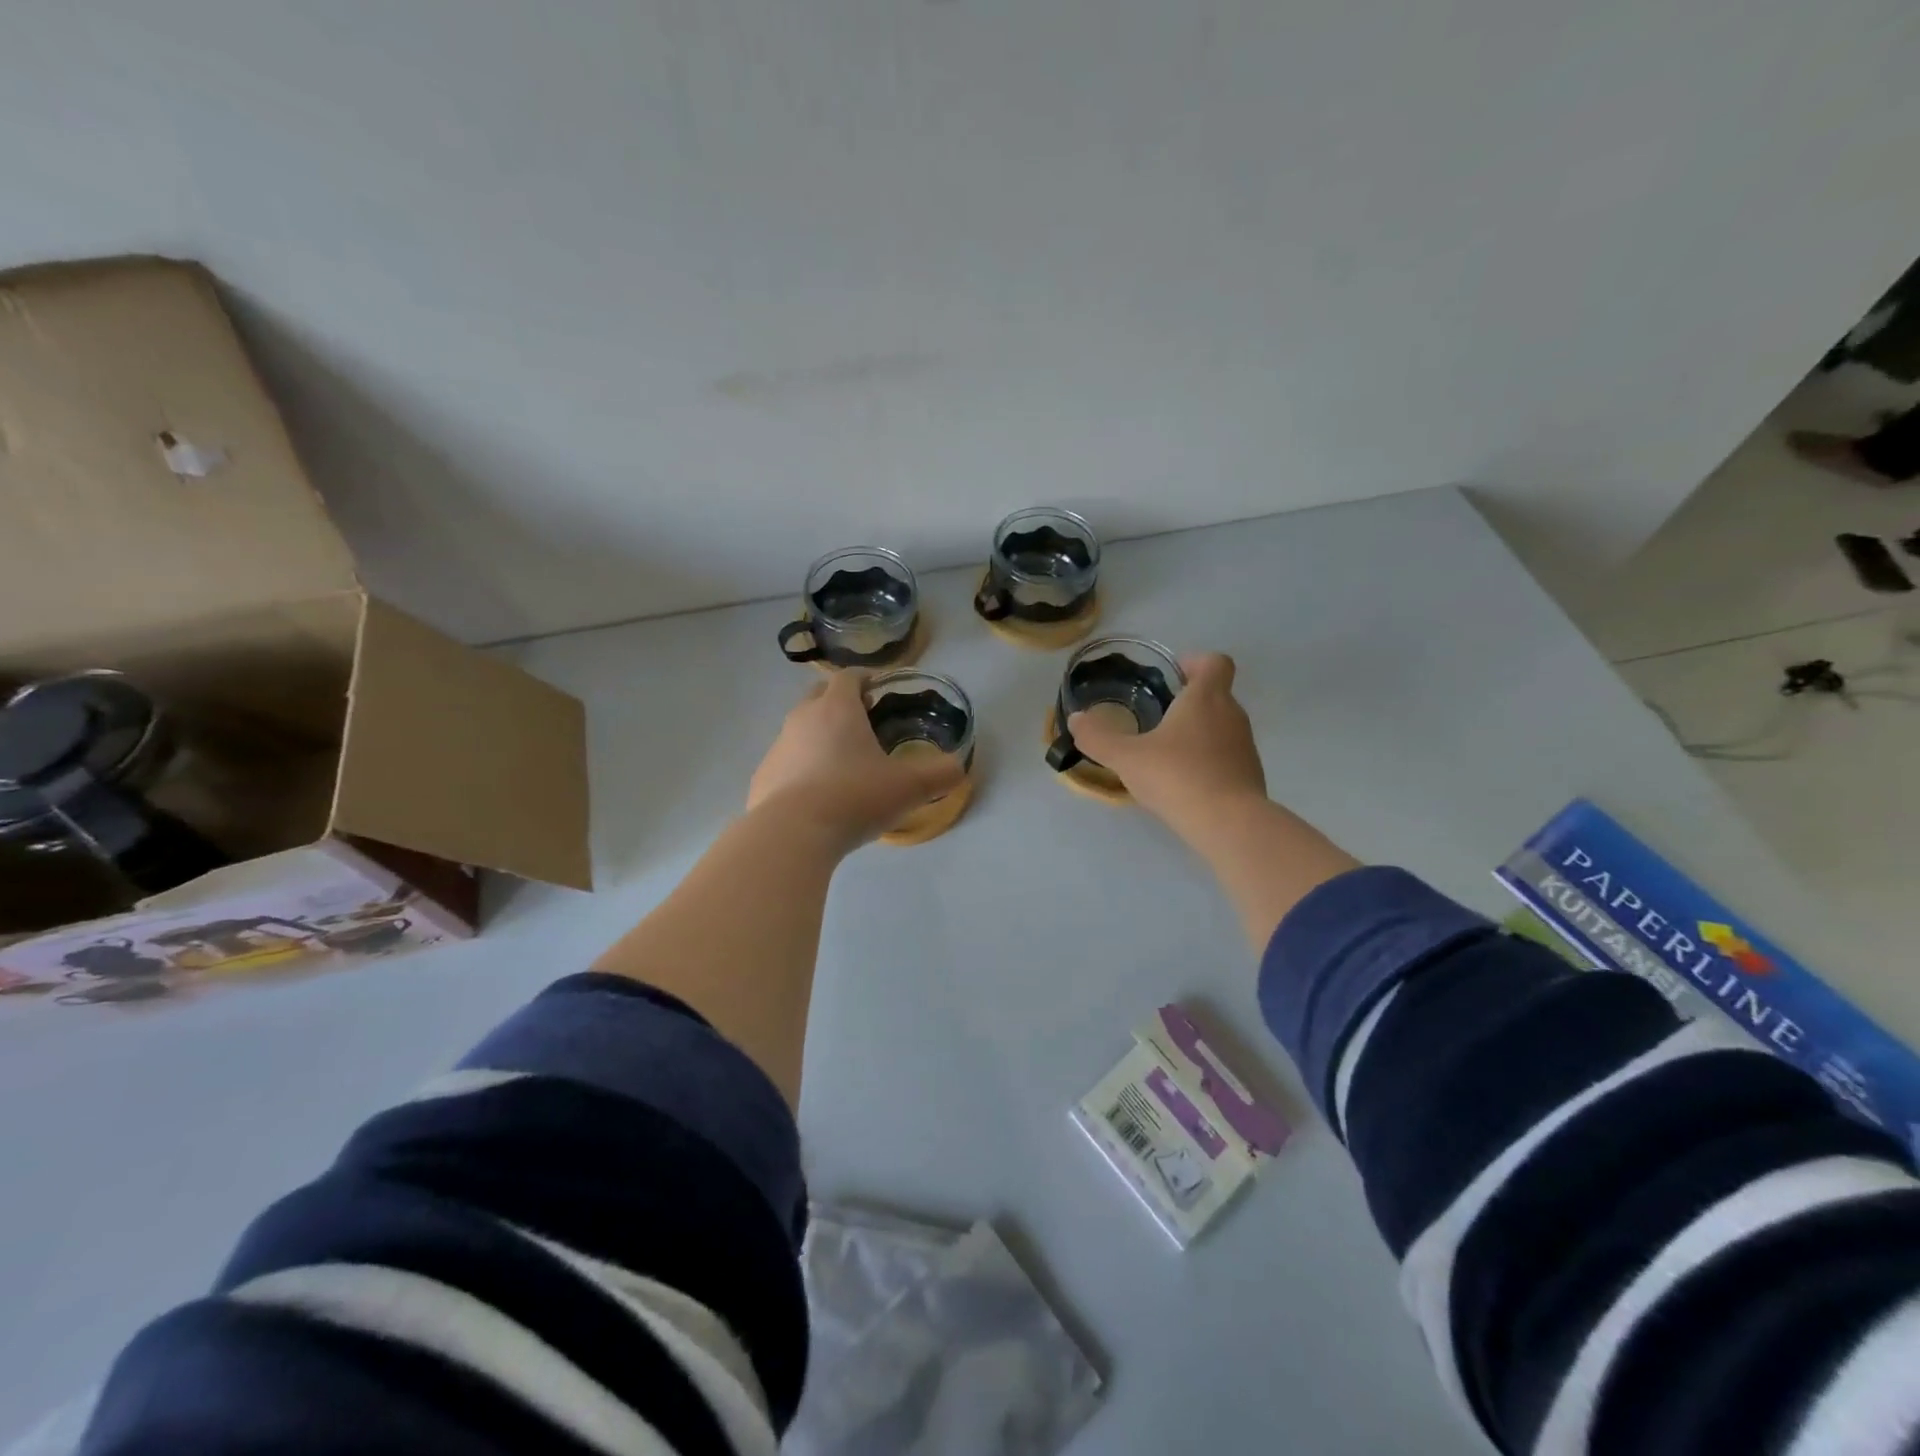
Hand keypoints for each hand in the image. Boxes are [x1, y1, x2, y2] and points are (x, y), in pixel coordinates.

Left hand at [748, 670, 965, 847]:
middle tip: (863, 723)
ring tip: (842, 764)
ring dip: (819, 737)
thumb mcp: (908, 787)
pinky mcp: (762, 778)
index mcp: (837, 709)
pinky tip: (816, 796)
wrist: (791, 835)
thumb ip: (939, 774)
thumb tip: (958, 768)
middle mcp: (802, 719)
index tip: (879, 690)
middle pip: (819, 696)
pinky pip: (785, 763)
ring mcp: (777, 748)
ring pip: (800, 730)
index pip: (848, 677)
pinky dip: (801, 769)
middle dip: (839, 702)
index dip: (865, 679)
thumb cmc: (853, 797)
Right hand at [1067, 652, 1266, 835]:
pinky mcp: (1250, 774)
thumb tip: (1076, 719)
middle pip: (1216, 694)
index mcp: (1206, 698)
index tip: (1174, 674)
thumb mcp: (1126, 757)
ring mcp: (1245, 745)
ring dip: (1197, 732)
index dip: (1196, 662)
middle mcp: (1232, 714)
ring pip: (1221, 726)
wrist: (1229, 824)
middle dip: (1189, 701)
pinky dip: (1207, 760)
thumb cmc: (1177, 776)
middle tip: (1157, 716)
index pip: (1215, 662)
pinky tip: (1184, 782)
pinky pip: (1226, 755)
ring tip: (1166, 753)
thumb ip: (1098, 737)